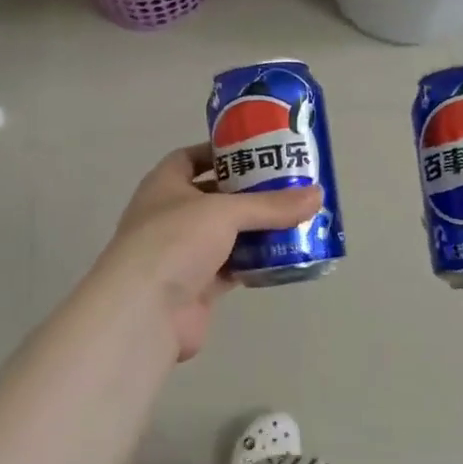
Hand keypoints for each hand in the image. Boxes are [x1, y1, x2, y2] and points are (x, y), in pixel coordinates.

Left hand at [89, 145, 320, 364]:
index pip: (191, 157)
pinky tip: (285, 256)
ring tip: (296, 218)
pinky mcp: (197, 286)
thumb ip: (270, 205)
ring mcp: (183, 253)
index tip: (257, 151)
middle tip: (289, 185)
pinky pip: (233, 267)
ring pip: (227, 235)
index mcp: (165, 185)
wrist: (144, 312)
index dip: (221, 152)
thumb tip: (318, 195)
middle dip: (250, 193)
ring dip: (257, 229)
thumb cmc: (175, 241)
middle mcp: (171, 215)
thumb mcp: (225, 212)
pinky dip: (255, 262)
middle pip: (215, 197)